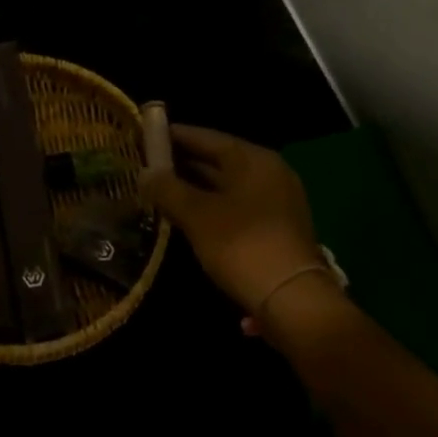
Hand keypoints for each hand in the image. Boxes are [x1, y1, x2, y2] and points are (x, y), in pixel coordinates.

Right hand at [141, 125, 330, 318]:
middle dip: (183, 163)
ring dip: (196, 187)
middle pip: (219, 160)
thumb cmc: (242, 246)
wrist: (293, 301)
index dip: (175, 135)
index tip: (146, 135)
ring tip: (161, 190)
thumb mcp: (197, 215)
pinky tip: (188, 217)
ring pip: (227, 185)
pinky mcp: (277, 228)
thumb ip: (168, 189)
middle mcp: (269, 173)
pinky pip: (236, 206)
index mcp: (253, 159)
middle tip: (147, 164)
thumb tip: (144, 172)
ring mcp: (277, 201)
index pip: (207, 137)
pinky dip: (212, 206)